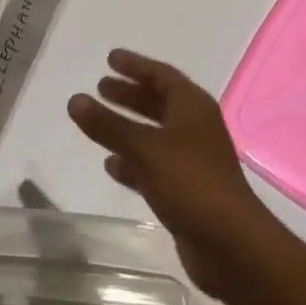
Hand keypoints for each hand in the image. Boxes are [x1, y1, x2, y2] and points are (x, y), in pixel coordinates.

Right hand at [69, 49, 276, 302]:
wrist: (231, 246)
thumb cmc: (190, 182)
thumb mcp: (144, 148)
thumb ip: (108, 125)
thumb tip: (74, 99)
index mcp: (192, 107)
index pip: (160, 75)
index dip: (135, 65)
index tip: (109, 58)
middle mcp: (194, 128)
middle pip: (158, 102)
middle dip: (129, 94)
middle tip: (100, 87)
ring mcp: (191, 160)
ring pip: (153, 134)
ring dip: (127, 127)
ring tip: (97, 122)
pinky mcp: (186, 190)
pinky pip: (153, 165)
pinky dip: (132, 161)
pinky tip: (110, 165)